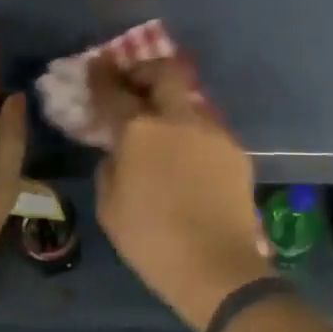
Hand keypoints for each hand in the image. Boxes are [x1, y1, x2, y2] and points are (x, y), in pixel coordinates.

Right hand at [91, 57, 267, 331]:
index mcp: (140, 130)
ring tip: (163, 127)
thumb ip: (110, 166)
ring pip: (190, 99)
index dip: (102, 75)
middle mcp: (178, 119)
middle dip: (146, 69)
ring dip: (172, 103)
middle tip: (134, 83)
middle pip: (164, 72)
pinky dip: (192, 134)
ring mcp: (212, 131)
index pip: (114, 92)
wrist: (216, 266)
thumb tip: (119, 150)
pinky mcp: (235, 150)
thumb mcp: (110, 207)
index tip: (97, 64)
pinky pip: (208, 130)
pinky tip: (188, 159)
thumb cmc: (151, 240)